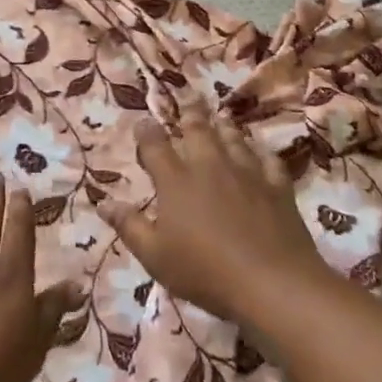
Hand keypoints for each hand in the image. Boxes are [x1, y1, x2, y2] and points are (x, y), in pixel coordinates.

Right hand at [99, 115, 329, 324]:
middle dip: (191, 113)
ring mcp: (247, 174)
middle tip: (189, 97)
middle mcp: (209, 167)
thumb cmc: (206, 272)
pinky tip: (261, 152)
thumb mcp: (155, 256)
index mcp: (176, 181)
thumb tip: (103, 203)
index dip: (146, 131)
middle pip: (198, 130)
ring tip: (221, 117)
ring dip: (224, 126)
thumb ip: (129, 226)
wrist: (272, 283)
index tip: (142, 122)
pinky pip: (269, 161)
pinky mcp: (278, 188)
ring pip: (233, 139)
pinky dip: (262, 153)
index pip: (155, 146)